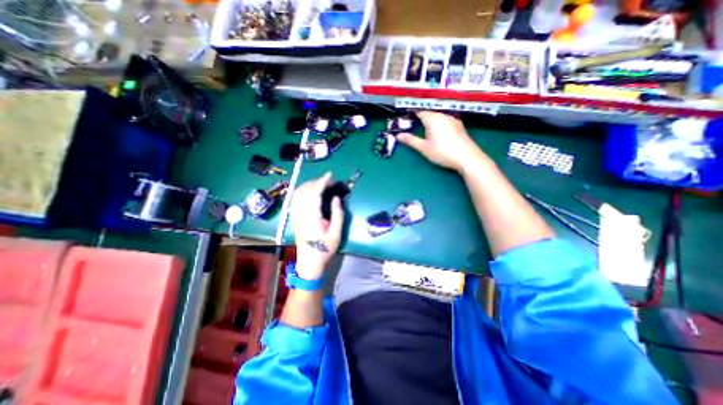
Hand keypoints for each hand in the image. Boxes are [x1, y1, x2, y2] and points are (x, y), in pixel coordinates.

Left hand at [290, 172, 341, 279]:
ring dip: (309, 185)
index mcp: (311, 216)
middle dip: (316, 181)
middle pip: (305, 190)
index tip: (330, 175)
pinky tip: (309, 191)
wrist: (309, 262)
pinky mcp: (294, 217)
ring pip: (298, 193)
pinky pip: (295, 199)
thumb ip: (337, 214)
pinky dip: (302, 190)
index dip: (322, 181)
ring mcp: (295, 215)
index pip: (314, 193)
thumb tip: (336, 198)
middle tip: (328, 181)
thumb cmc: (325, 249)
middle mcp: (300, 213)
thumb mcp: (336, 233)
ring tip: (320, 184)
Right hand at [394, 111, 484, 171]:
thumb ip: (411, 140)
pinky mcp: (459, 125)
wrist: (467, 157)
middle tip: (413, 125)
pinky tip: (439, 132)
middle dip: (421, 118)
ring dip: (431, 120)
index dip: (412, 114)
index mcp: (432, 119)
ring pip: (438, 116)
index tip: (406, 119)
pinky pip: (445, 120)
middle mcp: (443, 115)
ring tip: (425, 129)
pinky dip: (439, 123)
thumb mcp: (424, 148)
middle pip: (429, 113)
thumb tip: (398, 135)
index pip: (419, 112)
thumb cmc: (443, 152)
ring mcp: (452, 119)